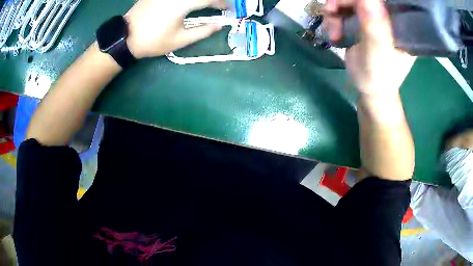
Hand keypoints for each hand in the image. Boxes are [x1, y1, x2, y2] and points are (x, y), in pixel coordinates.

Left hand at [124, 0, 226, 58]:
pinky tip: (190, 3)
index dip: (222, 3)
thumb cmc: (153, 41)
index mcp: (183, 3)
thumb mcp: (180, 40)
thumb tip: (219, 26)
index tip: (229, 9)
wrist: (125, 38)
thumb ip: (202, 31)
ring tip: (206, 4)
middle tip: (219, 5)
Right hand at [324, 0, 415, 96]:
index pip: (385, 1)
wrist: (369, 91)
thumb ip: (375, 28)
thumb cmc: (378, 77)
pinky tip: (333, 32)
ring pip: (350, 1)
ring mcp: (373, 19)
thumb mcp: (378, 54)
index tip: (349, 4)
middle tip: (331, 11)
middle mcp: (387, 17)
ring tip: (333, 30)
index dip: (366, 0)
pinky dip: (334, 18)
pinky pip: (344, 10)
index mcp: (400, 24)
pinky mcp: (362, 22)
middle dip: (343, 2)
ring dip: (335, 11)